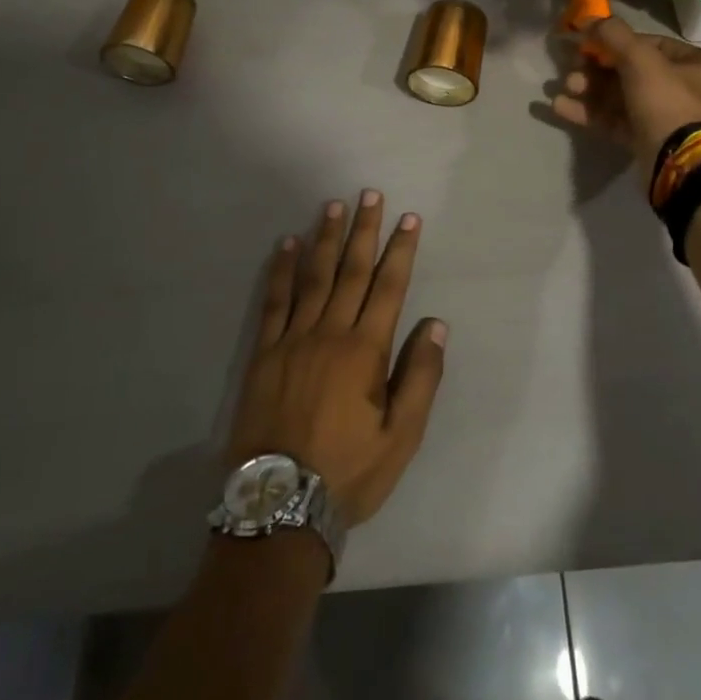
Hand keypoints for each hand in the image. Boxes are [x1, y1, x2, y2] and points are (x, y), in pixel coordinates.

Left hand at [228, 191, 447, 528]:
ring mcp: (293, 339)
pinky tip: (286, 245)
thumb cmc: (348, 472)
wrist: (278, 504)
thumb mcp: (401, 437)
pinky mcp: (264, 352)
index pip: (389, 287)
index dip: (401, 250)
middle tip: (369, 194)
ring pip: (313, 277)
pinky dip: (281, 270)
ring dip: (325, 239)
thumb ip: (420, 377)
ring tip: (332, 206)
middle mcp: (330, 333)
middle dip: (364, 230)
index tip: (409, 218)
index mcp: (365, 350)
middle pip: (352, 271)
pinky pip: (274, 301)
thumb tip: (436, 325)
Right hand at [552, 16, 700, 169]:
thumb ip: (613, 35)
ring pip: (619, 96)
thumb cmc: (667, 103)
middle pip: (630, 70)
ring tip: (564, 88)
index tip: (587, 43)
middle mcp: (684, 89)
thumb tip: (589, 18)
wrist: (679, 165)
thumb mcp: (641, 60)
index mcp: (696, 65)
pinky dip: (589, 112)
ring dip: (588, 90)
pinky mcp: (644, 140)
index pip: (650, 44)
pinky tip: (560, 107)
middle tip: (571, 69)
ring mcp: (663, 117)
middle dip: (595, 69)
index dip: (615, 41)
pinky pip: (614, 120)